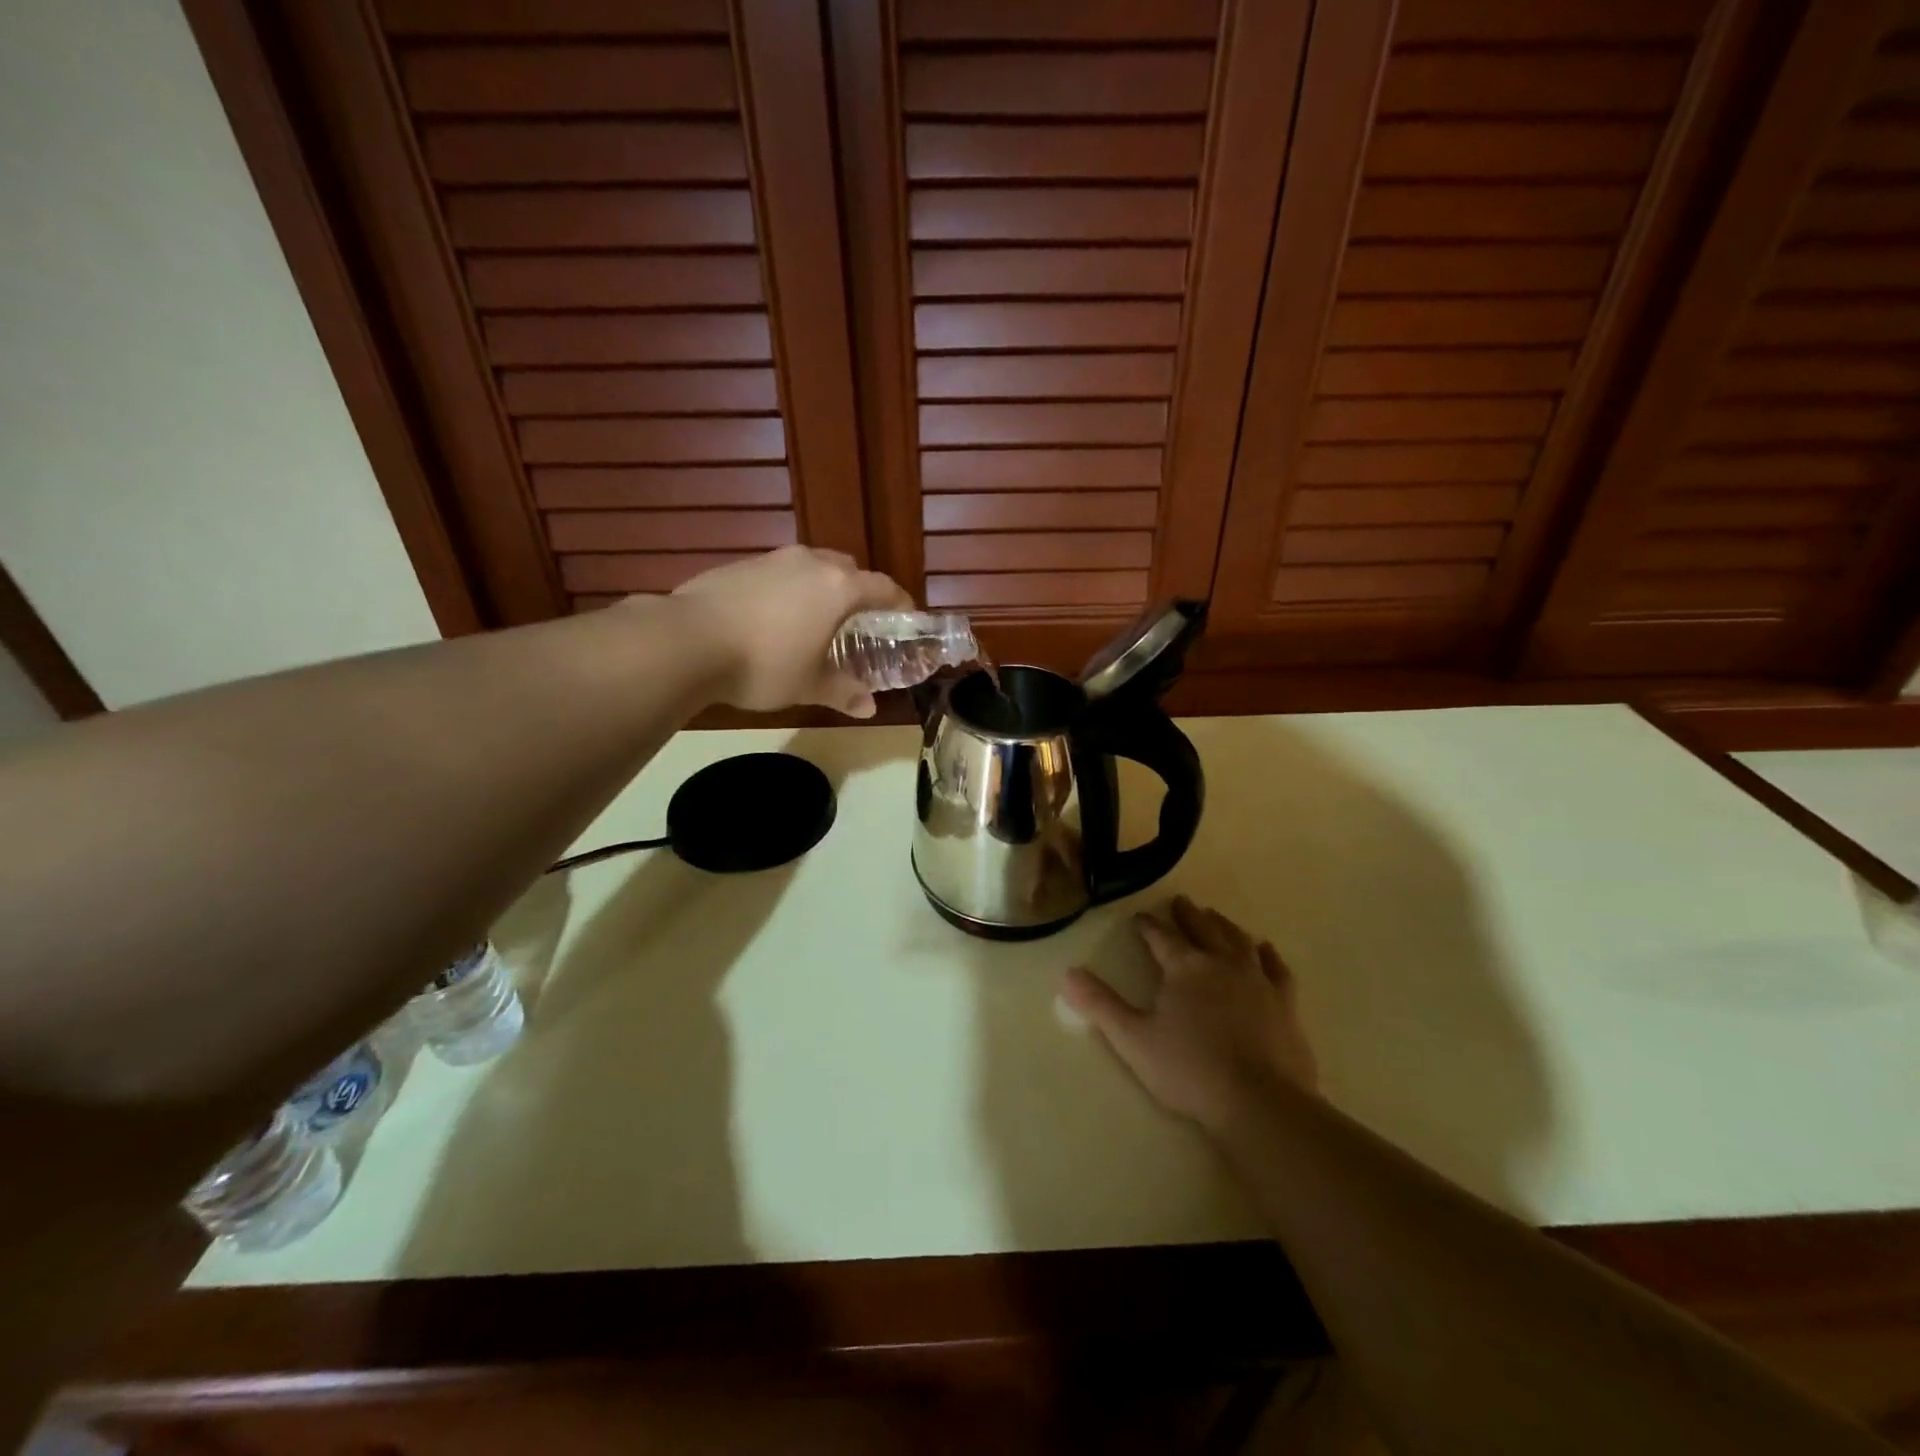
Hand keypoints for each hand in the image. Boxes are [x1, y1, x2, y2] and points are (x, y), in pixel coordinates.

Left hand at [669, 546, 911, 716]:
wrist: (688, 641)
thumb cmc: (764, 664)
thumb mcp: (808, 685)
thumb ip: (843, 692)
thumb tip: (868, 708)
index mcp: (838, 587)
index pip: (883, 587)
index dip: (900, 603)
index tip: (906, 618)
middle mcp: (810, 562)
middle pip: (848, 568)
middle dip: (859, 591)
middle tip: (858, 621)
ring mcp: (772, 559)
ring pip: (811, 566)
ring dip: (821, 588)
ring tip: (815, 619)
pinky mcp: (740, 564)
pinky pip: (778, 573)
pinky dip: (788, 590)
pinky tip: (773, 619)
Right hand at [1062, 896, 1316, 1130]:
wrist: (1260, 1101)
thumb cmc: (1189, 1069)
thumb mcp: (1133, 1039)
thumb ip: (1100, 1004)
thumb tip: (1067, 974)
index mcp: (1184, 967)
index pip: (1160, 937)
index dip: (1148, 926)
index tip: (1139, 918)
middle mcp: (1221, 963)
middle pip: (1202, 929)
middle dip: (1188, 915)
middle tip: (1181, 902)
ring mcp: (1257, 980)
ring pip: (1238, 940)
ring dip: (1224, 926)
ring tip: (1215, 917)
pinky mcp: (1285, 1003)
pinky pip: (1277, 968)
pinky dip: (1268, 955)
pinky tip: (1264, 949)